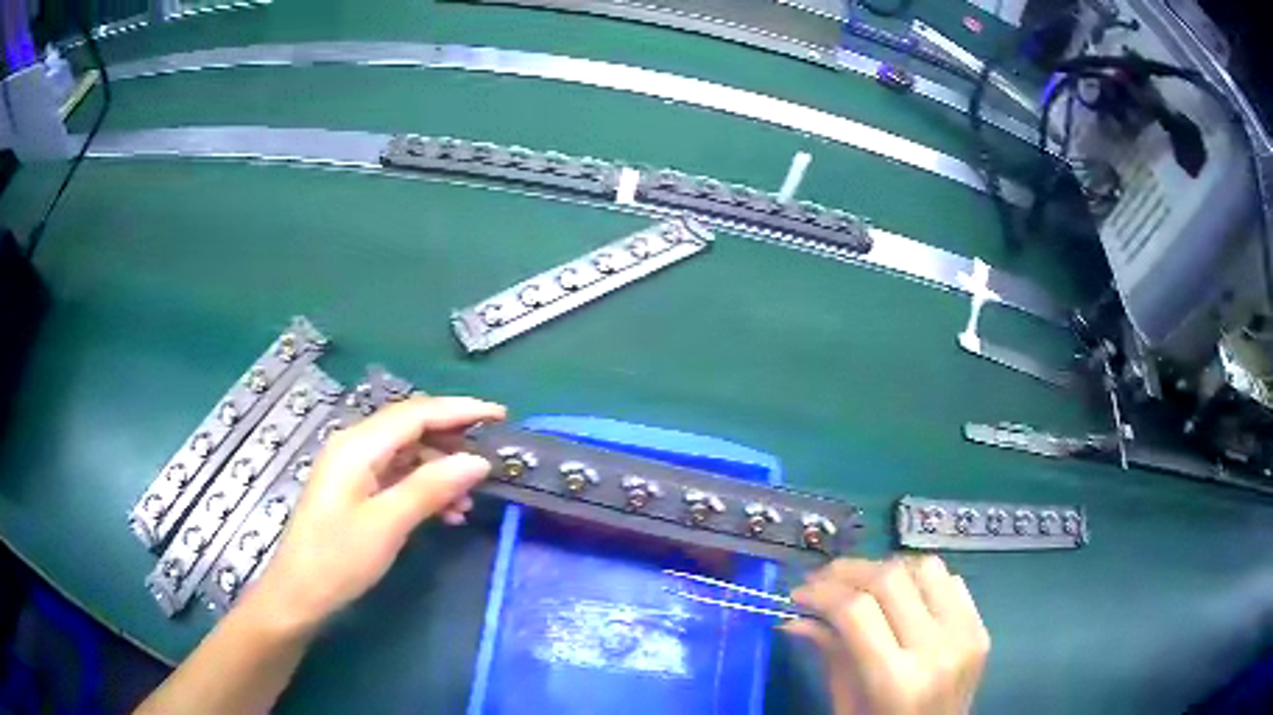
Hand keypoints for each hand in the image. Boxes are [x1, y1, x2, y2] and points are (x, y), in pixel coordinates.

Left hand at [246, 395, 506, 634]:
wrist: (300, 594)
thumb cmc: (339, 558)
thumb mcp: (388, 523)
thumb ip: (431, 487)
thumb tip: (478, 462)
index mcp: (358, 445)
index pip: (416, 413)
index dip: (459, 410)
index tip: (500, 416)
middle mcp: (355, 447)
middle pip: (411, 429)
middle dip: (453, 439)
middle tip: (493, 455)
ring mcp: (354, 469)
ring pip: (407, 455)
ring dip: (441, 471)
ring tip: (471, 499)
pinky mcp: (356, 491)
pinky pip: (398, 478)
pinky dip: (425, 489)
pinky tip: (447, 513)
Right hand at [786, 557, 989, 714]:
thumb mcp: (845, 703)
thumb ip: (829, 653)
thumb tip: (796, 616)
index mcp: (896, 680)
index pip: (856, 611)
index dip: (822, 592)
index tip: (799, 593)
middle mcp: (937, 649)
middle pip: (891, 580)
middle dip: (849, 571)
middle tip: (823, 580)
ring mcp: (966, 634)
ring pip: (925, 568)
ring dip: (888, 570)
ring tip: (863, 586)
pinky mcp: (981, 627)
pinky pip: (951, 581)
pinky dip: (921, 581)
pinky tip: (902, 598)